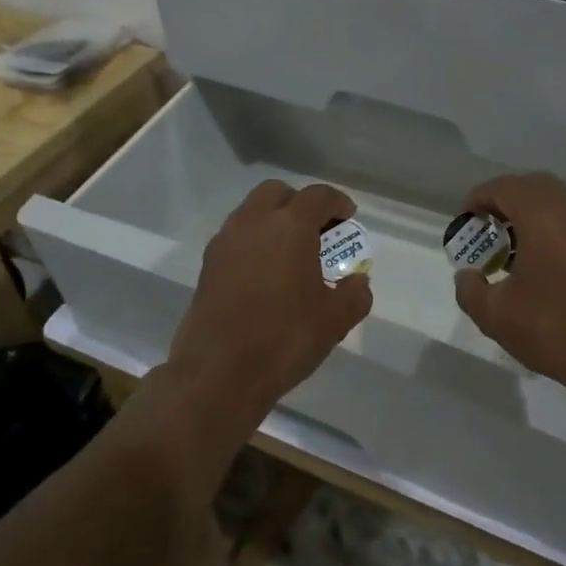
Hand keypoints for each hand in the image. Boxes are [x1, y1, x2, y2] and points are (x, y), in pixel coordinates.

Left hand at [164, 180, 372, 424]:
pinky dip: (254, 242)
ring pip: (251, 212)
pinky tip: (266, 274)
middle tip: (317, 230)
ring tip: (291, 253)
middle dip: (300, 203)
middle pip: (277, 193)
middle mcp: (254, 223)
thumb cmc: (285, 337)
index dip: (337, 202)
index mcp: (289, 226)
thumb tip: (357, 283)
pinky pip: (236, 237)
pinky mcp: (207, 265)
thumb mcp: (335, 319)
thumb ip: (354, 294)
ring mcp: (225, 242)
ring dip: (273, 221)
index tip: (348, 217)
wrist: (218, 372)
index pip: (318, 196)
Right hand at [452, 172, 565, 407]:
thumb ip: (470, 289)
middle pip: (532, 186)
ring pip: (556, 202)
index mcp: (541, 217)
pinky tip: (538, 263)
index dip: (478, 198)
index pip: (504, 188)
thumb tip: (467, 275)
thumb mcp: (495, 315)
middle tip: (486, 226)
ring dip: (528, 213)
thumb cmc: (552, 329)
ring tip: (509, 246)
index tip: (464, 221)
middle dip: (504, 199)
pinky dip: (549, 228)